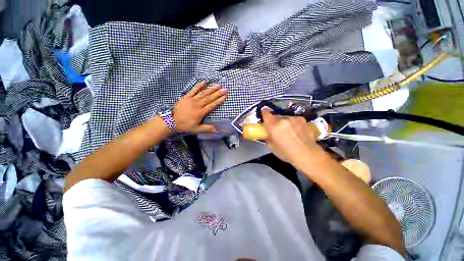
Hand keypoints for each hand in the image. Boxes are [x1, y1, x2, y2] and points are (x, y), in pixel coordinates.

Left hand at [173, 82, 226, 132]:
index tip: (225, 96)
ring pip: (203, 93)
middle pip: (209, 98)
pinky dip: (199, 86)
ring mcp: (192, 100)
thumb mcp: (196, 129)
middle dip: (217, 93)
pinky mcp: (186, 97)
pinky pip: (193, 90)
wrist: (172, 121)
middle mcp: (197, 105)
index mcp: (201, 112)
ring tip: (218, 85)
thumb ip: (206, 128)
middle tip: (224, 89)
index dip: (219, 101)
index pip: (212, 105)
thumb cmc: (185, 125)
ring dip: (211, 89)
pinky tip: (204, 82)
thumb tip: (216, 130)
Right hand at [262, 110, 319, 163]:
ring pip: (285, 118)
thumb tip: (267, 134)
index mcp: (273, 126)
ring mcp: (293, 118)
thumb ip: (268, 137)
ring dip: (285, 123)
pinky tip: (297, 131)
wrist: (307, 155)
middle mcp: (283, 119)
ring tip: (289, 132)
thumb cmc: (286, 153)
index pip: (266, 113)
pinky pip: (294, 119)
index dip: (264, 113)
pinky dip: (293, 123)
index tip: (264, 114)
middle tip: (277, 129)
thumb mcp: (272, 147)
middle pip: (276, 116)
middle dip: (275, 121)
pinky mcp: (302, 119)